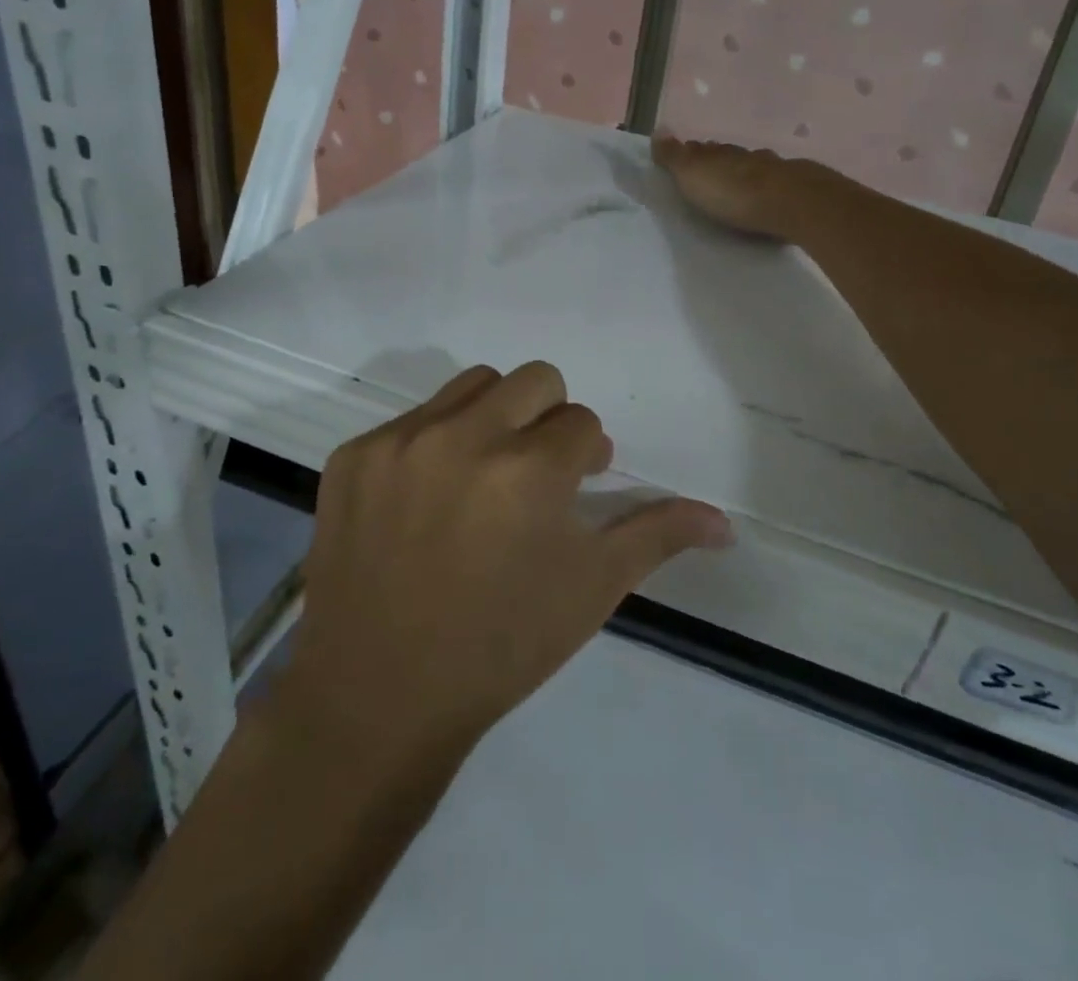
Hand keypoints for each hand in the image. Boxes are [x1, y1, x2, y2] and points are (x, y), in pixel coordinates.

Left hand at [286, 363, 734, 756]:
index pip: (583, 423)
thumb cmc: (499, 647)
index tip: (573, 490)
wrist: (376, 697)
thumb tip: (725, 521)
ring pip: (473, 386)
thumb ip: (656, 536)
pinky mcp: (353, 455)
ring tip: (484, 475)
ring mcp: (399, 441)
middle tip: (537, 473)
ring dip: (494, 417)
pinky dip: (433, 444)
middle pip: (534, 380)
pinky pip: (411, 419)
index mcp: (528, 470)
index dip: (586, 458)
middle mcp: (462, 437)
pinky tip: (427, 501)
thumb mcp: (589, 590)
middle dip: (550, 418)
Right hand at [652, 135, 819, 238]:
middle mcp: (746, 157)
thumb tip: (657, 128)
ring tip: (738, 187)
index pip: (701, 149)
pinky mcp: (795, 190)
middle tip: (710, 174)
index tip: (685, 158)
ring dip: (745, 175)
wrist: (792, 204)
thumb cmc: (734, 192)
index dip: (692, 153)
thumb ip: (674, 156)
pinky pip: (776, 185)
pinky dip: (768, 188)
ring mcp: (773, 171)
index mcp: (719, 153)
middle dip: (719, 163)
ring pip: (754, 168)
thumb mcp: (693, 174)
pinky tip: (768, 195)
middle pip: (729, 157)